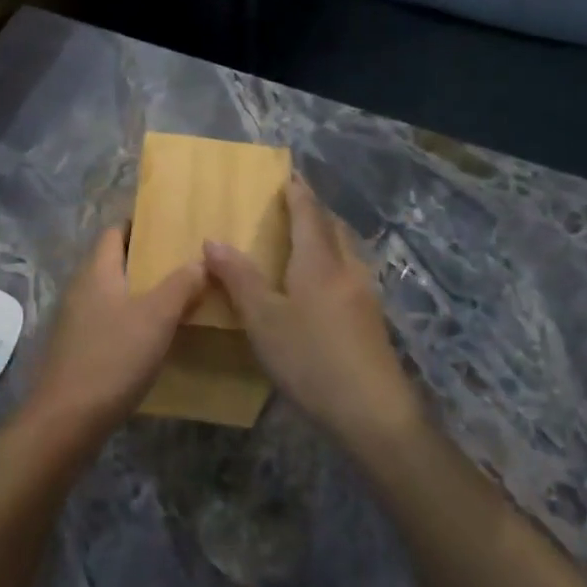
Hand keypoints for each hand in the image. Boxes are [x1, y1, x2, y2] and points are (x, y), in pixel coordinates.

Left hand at [25, 226, 203, 439]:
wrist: (66, 419)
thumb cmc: (113, 357)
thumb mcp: (156, 318)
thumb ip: (180, 285)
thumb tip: (200, 259)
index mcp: (97, 271)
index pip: (114, 231)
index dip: (139, 224)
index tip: (169, 225)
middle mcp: (81, 288)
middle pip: (113, 261)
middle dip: (145, 259)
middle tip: (183, 261)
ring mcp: (76, 320)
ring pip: (112, 293)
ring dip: (139, 291)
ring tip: (176, 296)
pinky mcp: (77, 349)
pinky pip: (108, 320)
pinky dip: (130, 319)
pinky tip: (153, 335)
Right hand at [205, 177, 423, 453]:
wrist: (373, 413)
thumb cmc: (311, 359)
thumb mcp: (263, 320)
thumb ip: (239, 278)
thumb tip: (213, 240)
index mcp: (319, 261)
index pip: (309, 212)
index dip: (298, 191)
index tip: (288, 173)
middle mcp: (347, 268)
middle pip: (334, 226)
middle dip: (315, 210)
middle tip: (293, 203)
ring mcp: (365, 294)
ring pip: (347, 250)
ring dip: (328, 235)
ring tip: (305, 239)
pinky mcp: (372, 319)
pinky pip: (351, 272)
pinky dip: (334, 261)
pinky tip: (323, 284)